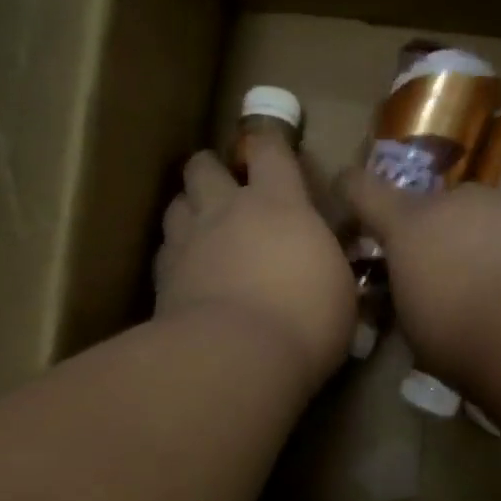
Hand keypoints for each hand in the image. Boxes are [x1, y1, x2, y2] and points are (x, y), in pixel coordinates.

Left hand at [155, 137, 355, 389]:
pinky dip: (175, 253)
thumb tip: (319, 260)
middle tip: (225, 191)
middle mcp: (227, 210)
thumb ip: (323, 262)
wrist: (236, 356)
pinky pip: (166, 248)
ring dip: (190, 208)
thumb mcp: (338, 289)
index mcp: (279, 204)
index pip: (270, 150)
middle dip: (212, 170)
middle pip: (204, 166)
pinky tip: (187, 271)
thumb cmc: (306, 320)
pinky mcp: (162, 275)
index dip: (269, 143)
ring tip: (202, 228)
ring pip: (177, 202)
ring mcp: (188, 239)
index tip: (270, 149)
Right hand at [345, 171, 500, 385]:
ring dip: (490, 240)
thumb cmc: (463, 339)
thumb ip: (409, 294)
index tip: (348, 192)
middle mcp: (457, 200)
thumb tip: (417, 291)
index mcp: (409, 226)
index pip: (363, 190)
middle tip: (455, 276)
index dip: (353, 190)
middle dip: (441, 233)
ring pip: (491, 215)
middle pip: (438, 207)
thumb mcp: (415, 327)